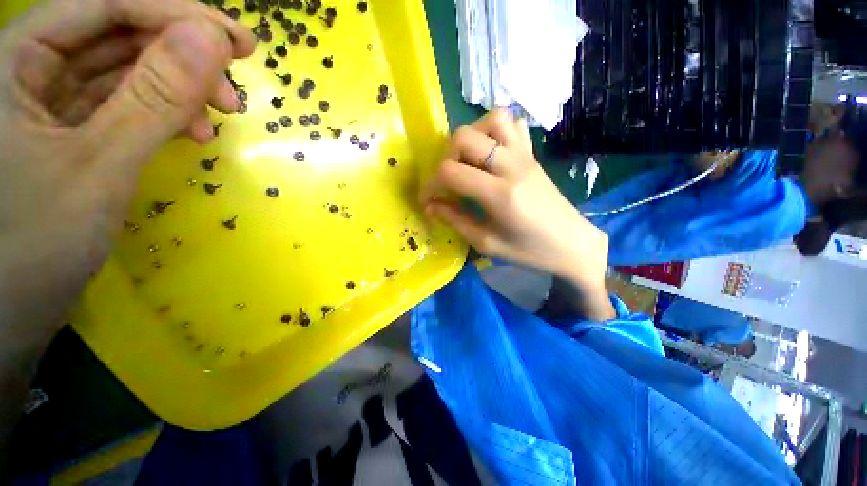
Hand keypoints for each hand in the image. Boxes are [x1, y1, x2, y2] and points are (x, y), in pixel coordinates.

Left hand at [0, 0, 253, 285]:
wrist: (7, 314)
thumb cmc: (29, 247)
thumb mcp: (96, 166)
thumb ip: (153, 98)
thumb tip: (211, 40)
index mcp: (13, 59)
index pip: (105, 5)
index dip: (176, 14)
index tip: (237, 40)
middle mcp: (28, 68)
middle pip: (117, 33)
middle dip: (181, 54)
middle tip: (233, 87)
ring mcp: (48, 101)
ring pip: (123, 69)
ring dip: (177, 87)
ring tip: (217, 116)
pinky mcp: (68, 130)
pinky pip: (121, 103)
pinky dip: (160, 112)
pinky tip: (190, 131)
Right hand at [421, 109, 612, 318]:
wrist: (572, 243)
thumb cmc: (529, 251)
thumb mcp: (487, 243)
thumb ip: (455, 220)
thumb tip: (430, 206)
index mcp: (500, 194)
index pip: (451, 172)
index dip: (431, 185)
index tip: (428, 200)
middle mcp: (511, 166)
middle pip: (464, 137)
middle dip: (445, 157)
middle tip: (448, 181)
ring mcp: (524, 155)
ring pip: (490, 119)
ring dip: (471, 137)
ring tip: (468, 162)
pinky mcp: (532, 154)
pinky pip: (513, 124)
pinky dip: (494, 130)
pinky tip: (490, 152)